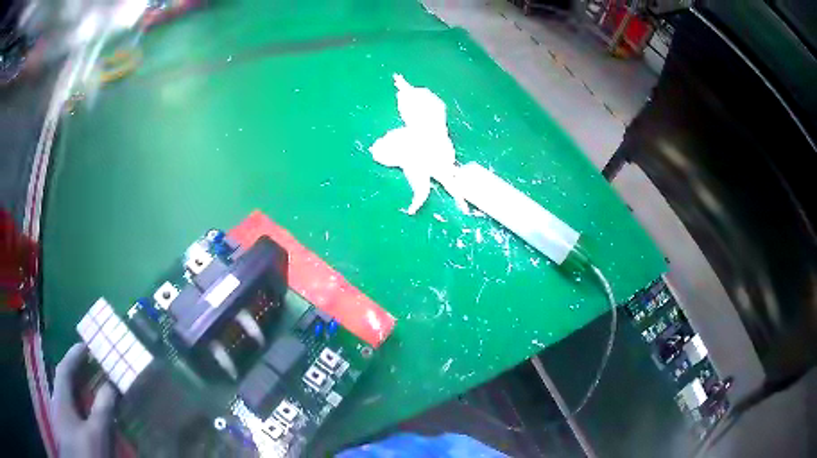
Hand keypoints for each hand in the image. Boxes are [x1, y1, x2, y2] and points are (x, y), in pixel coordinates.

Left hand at [51, 343, 116, 457]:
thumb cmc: (86, 452)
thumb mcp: (97, 433)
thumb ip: (102, 409)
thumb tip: (110, 384)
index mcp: (61, 398)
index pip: (65, 369)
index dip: (74, 356)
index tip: (87, 345)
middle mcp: (59, 403)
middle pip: (65, 381)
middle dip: (77, 370)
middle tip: (92, 363)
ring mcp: (63, 418)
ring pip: (69, 396)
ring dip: (80, 387)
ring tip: (93, 383)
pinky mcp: (69, 431)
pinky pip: (74, 409)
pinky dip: (82, 404)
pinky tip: (90, 411)